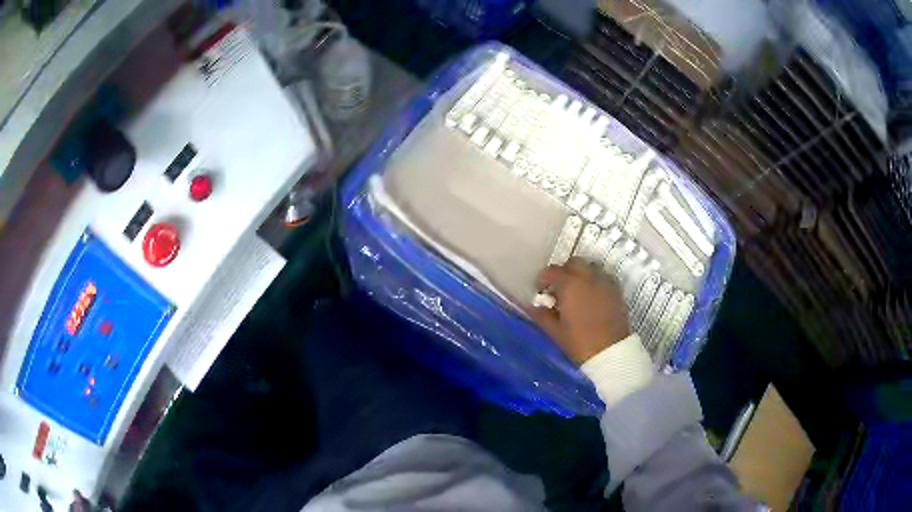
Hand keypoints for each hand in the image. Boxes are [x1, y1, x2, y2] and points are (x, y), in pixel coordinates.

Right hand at [529, 258, 631, 364]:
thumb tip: (532, 306)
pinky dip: (596, 280)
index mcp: (570, 285)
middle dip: (564, 272)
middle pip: (574, 263)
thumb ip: (542, 316)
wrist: (611, 353)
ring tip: (577, 291)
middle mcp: (588, 277)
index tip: (541, 291)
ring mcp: (605, 282)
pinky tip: (592, 296)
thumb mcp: (556, 331)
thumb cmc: (579, 343)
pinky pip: (604, 277)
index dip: (544, 278)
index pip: (552, 271)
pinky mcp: (617, 291)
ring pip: (591, 267)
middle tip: (559, 288)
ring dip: (581, 273)